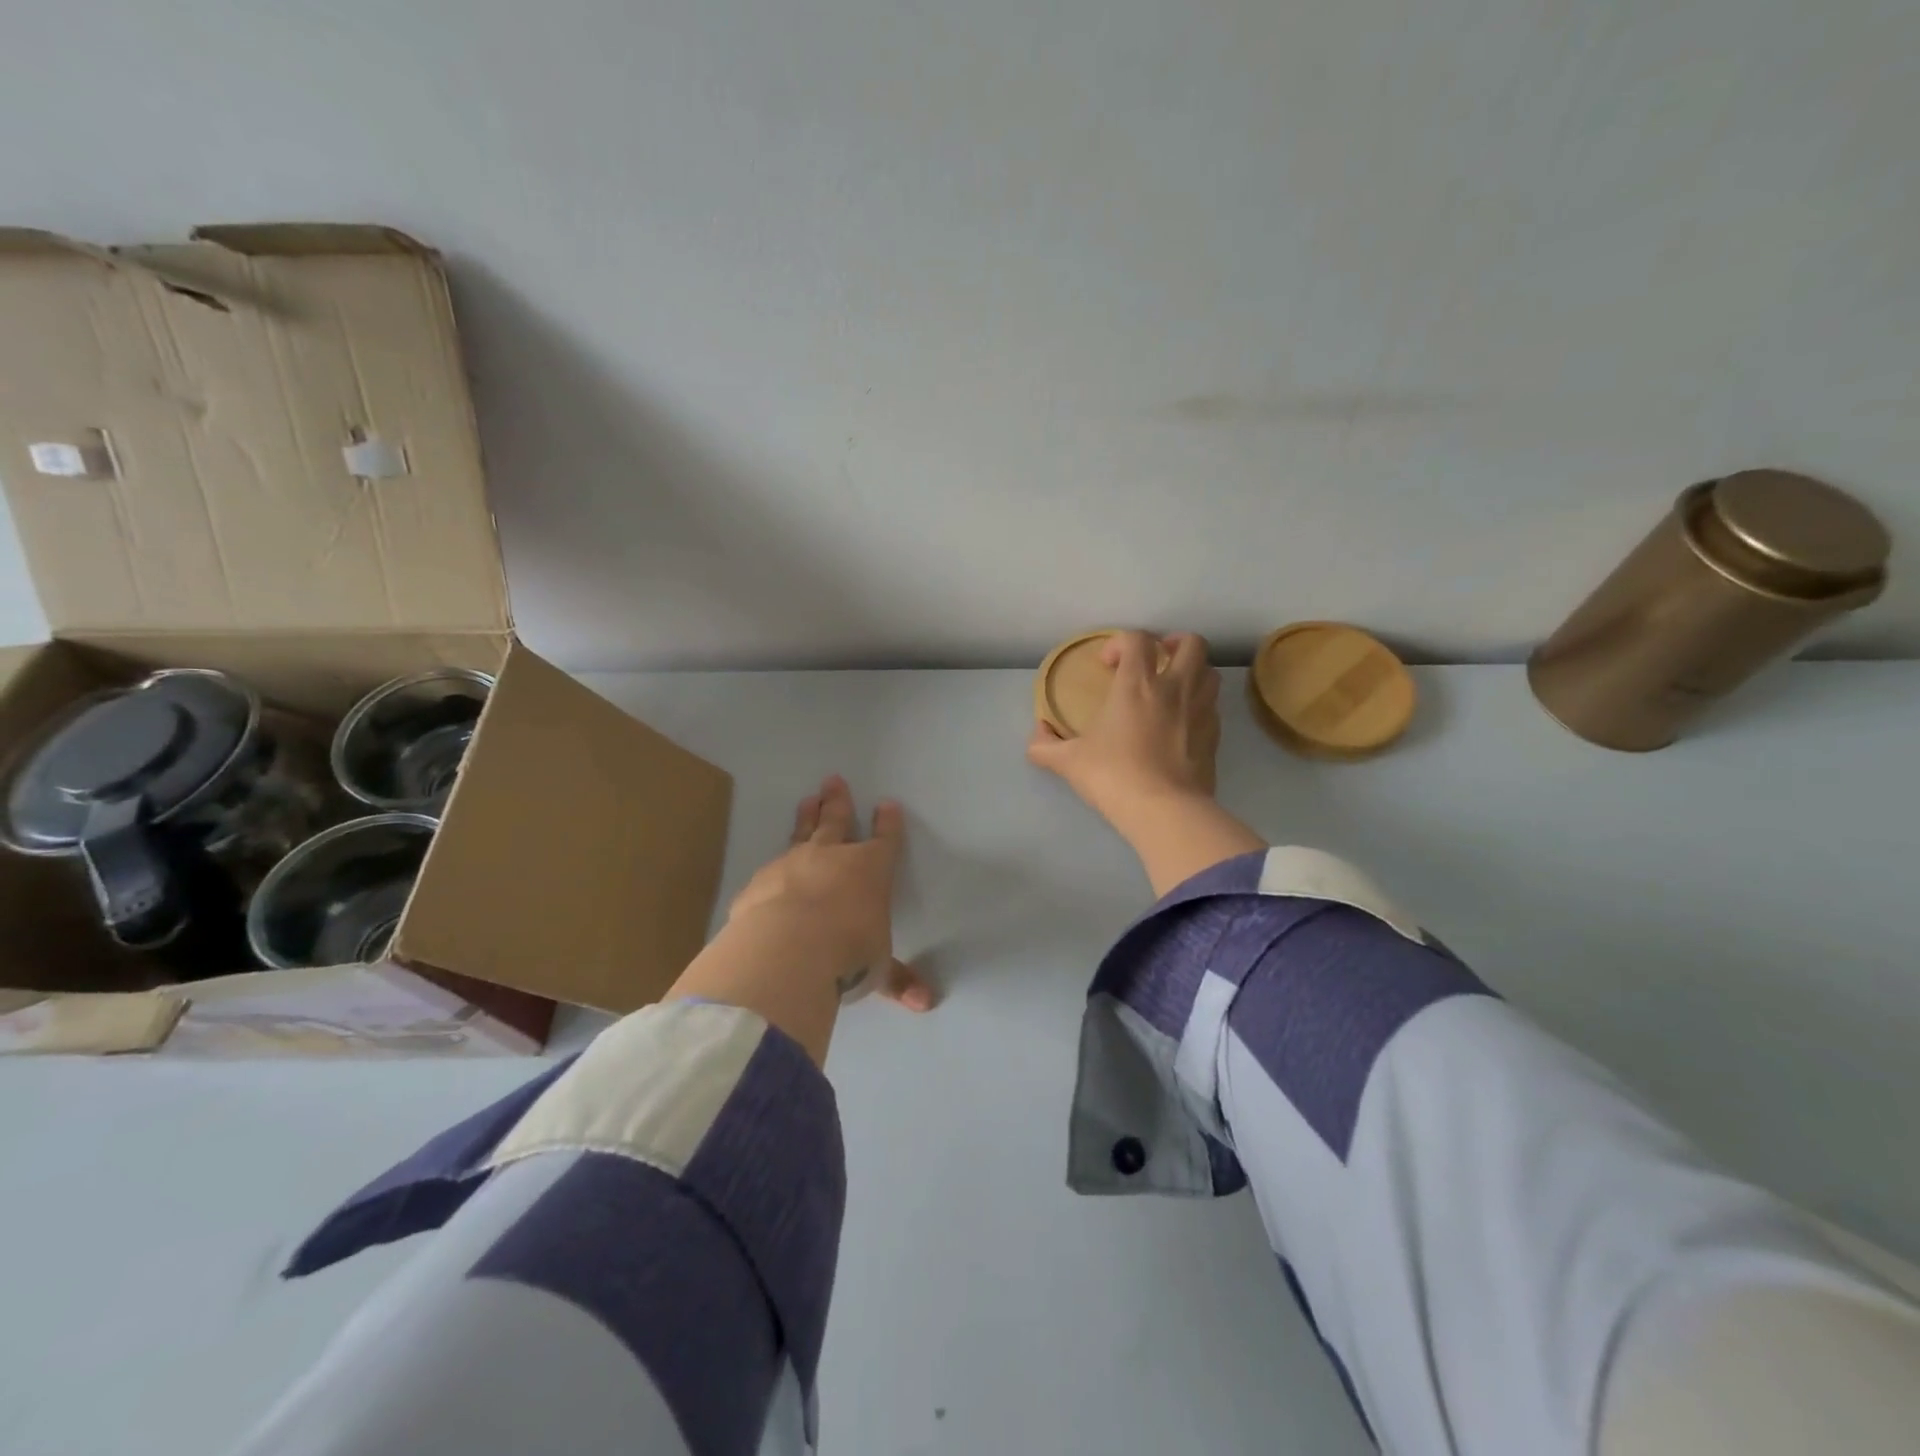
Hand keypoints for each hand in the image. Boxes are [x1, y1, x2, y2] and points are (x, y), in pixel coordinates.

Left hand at [726, 775, 936, 1010]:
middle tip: (833, 780)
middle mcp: (831, 858)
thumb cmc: (847, 953)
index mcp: (869, 870)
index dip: (887, 823)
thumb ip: (897, 980)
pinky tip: (770, 870)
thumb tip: (926, 1003)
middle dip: (838, 801)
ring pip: (801, 832)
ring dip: (806, 817)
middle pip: (836, 821)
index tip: (887, 805)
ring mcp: (791, 865)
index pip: (884, 840)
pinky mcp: (760, 884)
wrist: (786, 950)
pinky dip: (775, 867)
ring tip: (807, 799)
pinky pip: (770, 869)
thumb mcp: (877, 970)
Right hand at [1027, 631, 1221, 829]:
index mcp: (1137, 685)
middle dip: (1174, 643)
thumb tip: (1037, 734)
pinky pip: (1213, 707)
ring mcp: (1200, 711)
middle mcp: (1174, 688)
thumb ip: (1045, 746)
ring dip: (1194, 671)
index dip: (1121, 643)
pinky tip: (1184, 722)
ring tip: (1175, 686)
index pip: (1137, 639)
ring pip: (1210, 672)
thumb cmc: (1113, 776)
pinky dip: (1201, 705)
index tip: (1107, 665)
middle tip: (1156, 659)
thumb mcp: (1068, 762)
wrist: (1163, 810)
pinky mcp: (1215, 736)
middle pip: (1191, 644)